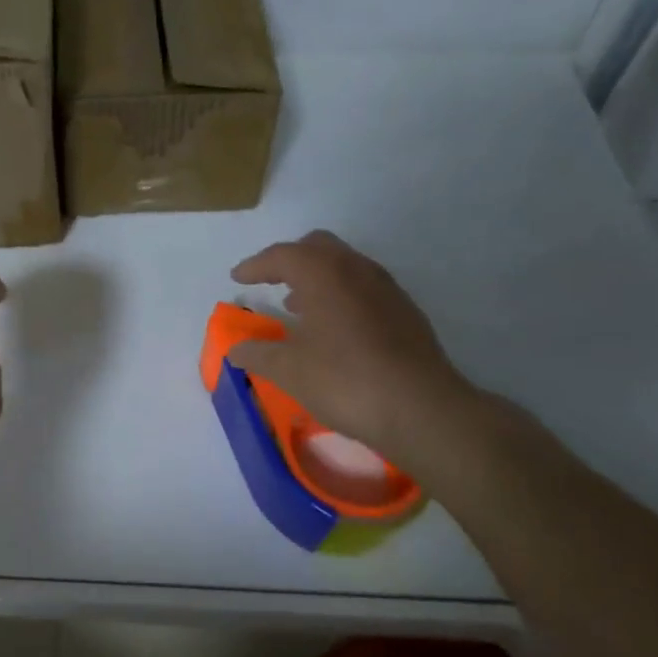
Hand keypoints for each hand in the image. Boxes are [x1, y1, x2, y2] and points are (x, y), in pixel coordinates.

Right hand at [230, 231, 483, 474]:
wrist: (421, 409)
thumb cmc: (344, 380)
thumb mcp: (288, 370)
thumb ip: (257, 354)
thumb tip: (236, 349)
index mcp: (323, 273)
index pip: (282, 255)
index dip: (256, 265)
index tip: (238, 278)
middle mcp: (357, 269)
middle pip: (318, 247)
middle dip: (290, 260)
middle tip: (270, 282)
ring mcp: (387, 288)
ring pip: (345, 266)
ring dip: (318, 278)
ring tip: (299, 307)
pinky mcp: (406, 312)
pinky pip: (364, 288)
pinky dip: (341, 296)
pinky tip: (334, 329)